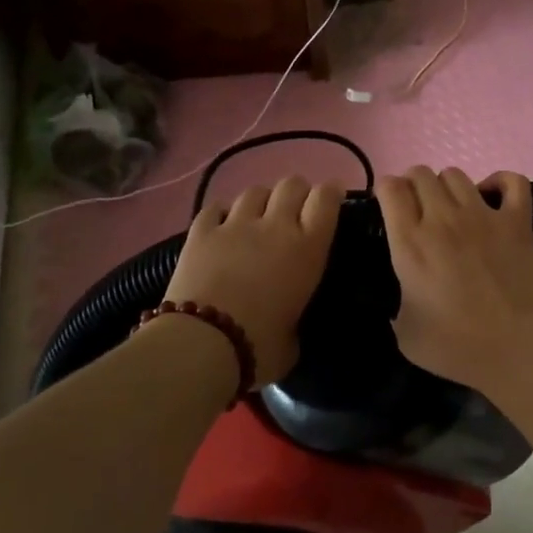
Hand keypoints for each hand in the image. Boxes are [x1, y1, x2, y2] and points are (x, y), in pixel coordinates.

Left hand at [163, 175, 343, 386]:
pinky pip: (215, 208)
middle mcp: (275, 226)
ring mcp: (235, 225)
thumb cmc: (259, 347)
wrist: (202, 344)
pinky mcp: (200, 232)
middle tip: (295, 210)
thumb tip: (287, 324)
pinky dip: (222, 213)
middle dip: (297, 192)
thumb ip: (295, 319)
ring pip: (254, 191)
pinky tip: (222, 225)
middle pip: (292, 184)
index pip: (326, 199)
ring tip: (257, 217)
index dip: (331, 192)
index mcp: (307, 248)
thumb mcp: (294, 339)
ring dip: (261, 200)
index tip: (332, 196)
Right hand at [375, 166, 532, 391]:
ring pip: (456, 174)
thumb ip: (395, 304)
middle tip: (417, 209)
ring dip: (446, 186)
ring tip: (451, 207)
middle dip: (412, 185)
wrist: (517, 350)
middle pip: (421, 174)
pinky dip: (500, 182)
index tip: (386, 205)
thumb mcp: (405, 333)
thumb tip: (403, 292)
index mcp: (411, 243)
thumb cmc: (457, 347)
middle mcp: (443, 218)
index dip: (384, 189)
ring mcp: (484, 215)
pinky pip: (512, 181)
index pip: (391, 188)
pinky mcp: (517, 221)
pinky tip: (492, 197)